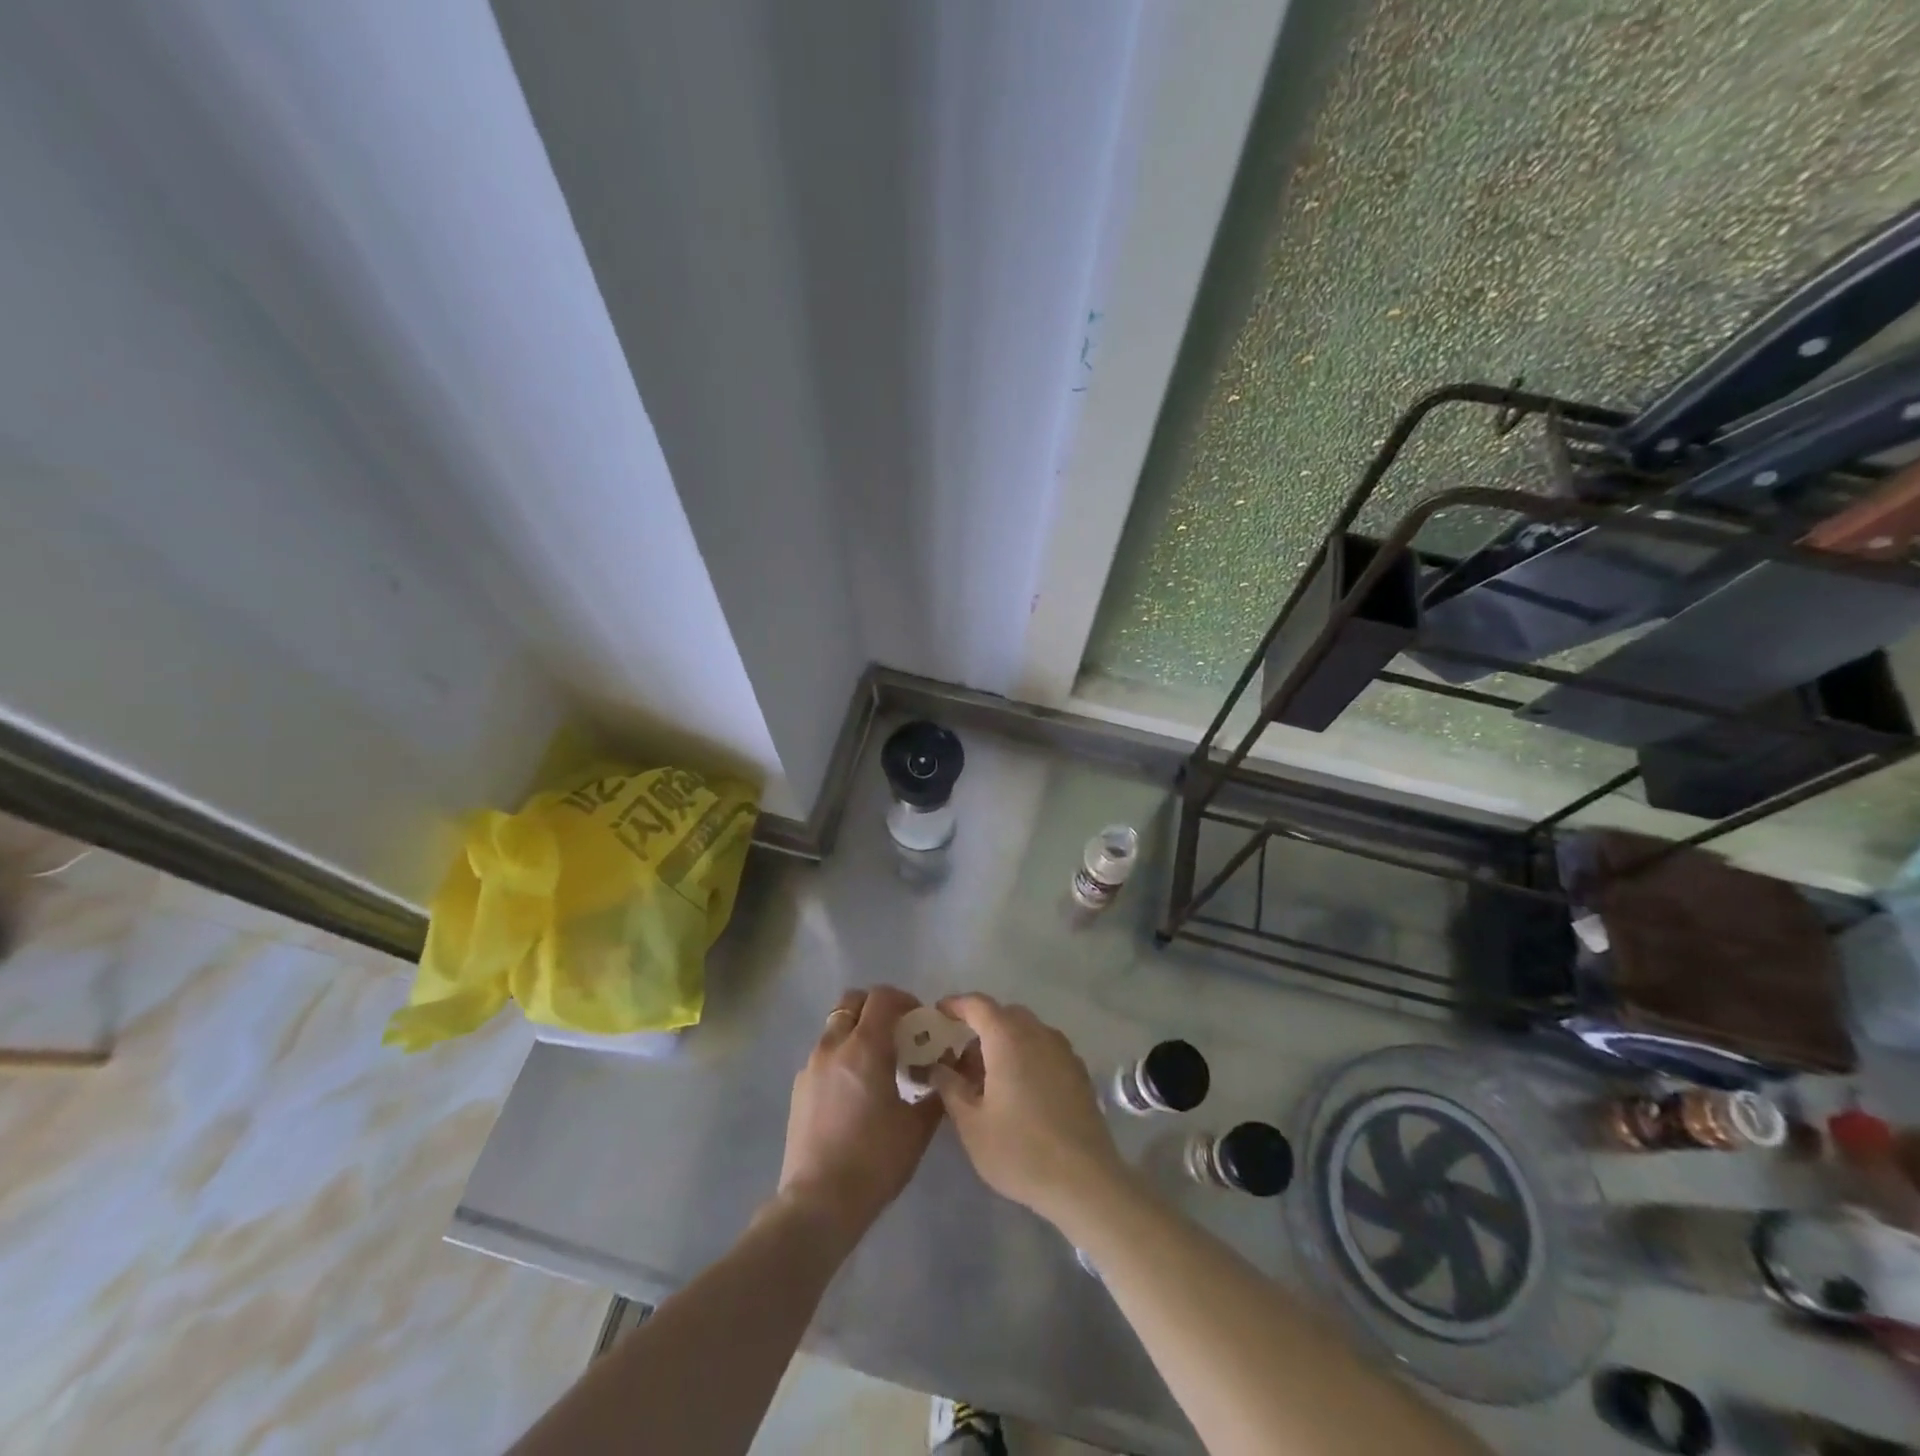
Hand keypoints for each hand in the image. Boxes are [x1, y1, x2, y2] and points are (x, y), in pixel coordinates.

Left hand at [776, 985, 942, 1244]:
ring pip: (835, 1028)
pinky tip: (854, 1091)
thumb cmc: (875, 1161)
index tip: (919, 1020)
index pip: (882, 997)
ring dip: (857, 1032)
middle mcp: (833, 1046)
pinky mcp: (798, 1089)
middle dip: (876, 1008)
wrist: (818, 1203)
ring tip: (876, 1064)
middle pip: (852, 1001)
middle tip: (896, 1033)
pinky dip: (841, 1057)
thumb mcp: (917, 1128)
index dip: (903, 1000)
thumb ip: (935, 1092)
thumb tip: (943, 1074)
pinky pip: (823, 1056)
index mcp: (865, 1047)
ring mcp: (811, 1066)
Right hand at [928, 994, 1127, 1227]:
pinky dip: (1026, 1055)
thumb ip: (950, 1087)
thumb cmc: (1020, 1150)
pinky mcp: (1078, 1071)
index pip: (977, 1004)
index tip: (937, 1015)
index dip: (955, 1005)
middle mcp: (1038, 1033)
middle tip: (960, 1058)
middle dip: (979, 1028)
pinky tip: (1019, 1091)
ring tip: (988, 1079)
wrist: (1085, 1181)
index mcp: (1008, 1037)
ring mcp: (1063, 1050)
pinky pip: (1044, 1049)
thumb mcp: (971, 1124)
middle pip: (1003, 1015)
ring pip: (1026, 1031)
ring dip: (1004, 1043)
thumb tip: (937, 1067)